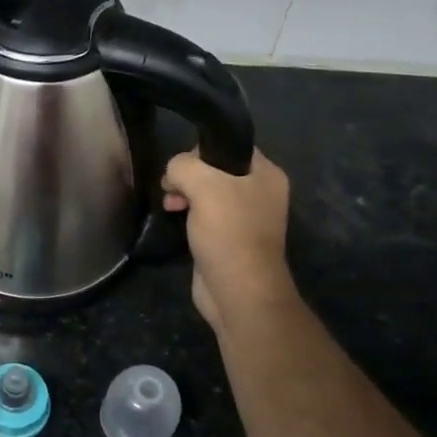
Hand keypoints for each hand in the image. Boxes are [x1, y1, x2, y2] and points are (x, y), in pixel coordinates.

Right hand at [161, 148, 295, 332]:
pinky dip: (188, 212)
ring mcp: (244, 216)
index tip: (182, 167)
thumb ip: (183, 166)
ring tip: (170, 205)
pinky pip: (204, 213)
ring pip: (206, 191)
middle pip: (215, 168)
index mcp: (266, 174)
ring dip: (184, 193)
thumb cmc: (229, 233)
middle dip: (188, 175)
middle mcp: (259, 192)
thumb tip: (173, 174)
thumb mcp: (204, 186)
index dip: (201, 151)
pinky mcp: (228, 236)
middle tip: (172, 189)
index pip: (229, 145)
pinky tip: (175, 217)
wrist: (238, 291)